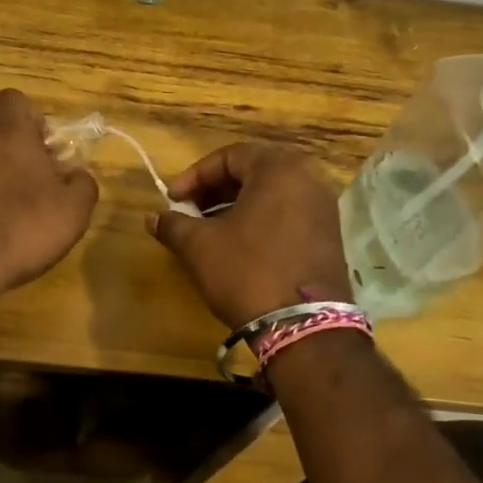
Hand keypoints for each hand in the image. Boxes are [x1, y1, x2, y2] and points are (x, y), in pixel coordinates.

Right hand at [150, 143, 352, 328]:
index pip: (230, 156)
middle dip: (216, 189)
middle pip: (253, 171)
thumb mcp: (200, 246)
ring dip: (236, 206)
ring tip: (209, 230)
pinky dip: (260, 221)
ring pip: (271, 195)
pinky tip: (238, 246)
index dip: (195, 175)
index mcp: (279, 170)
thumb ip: (173, 225)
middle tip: (190, 210)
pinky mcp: (329, 238)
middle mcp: (307, 180)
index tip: (173, 198)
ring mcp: (323, 210)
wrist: (304, 327)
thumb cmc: (247, 272)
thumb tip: (153, 218)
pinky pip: (288, 215)